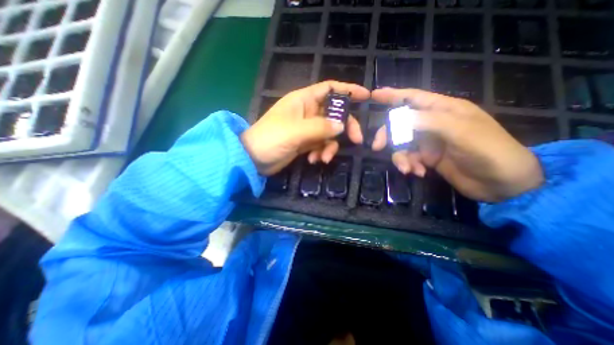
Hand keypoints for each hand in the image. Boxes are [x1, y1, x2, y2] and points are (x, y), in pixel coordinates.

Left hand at [241, 81, 368, 174]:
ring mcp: (307, 128)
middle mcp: (307, 112)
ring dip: (329, 146)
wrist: (254, 159)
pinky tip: (313, 160)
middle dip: (345, 127)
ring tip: (322, 158)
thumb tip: (341, 126)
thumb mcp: (296, 131)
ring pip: (329, 133)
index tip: (366, 97)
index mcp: (304, 100)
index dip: (348, 90)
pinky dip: (320, 152)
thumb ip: (320, 127)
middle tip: (356, 140)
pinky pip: (321, 145)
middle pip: (335, 114)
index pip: (330, 88)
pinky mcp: (305, 142)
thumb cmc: (271, 139)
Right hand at [372, 88, 543, 202]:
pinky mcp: (427, 158)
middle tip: (377, 147)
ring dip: (400, 157)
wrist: (502, 183)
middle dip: (388, 135)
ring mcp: (428, 142)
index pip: (412, 97)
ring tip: (408, 169)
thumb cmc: (488, 150)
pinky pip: (408, 158)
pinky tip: (418, 173)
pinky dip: (409, 166)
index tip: (374, 95)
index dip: (392, 95)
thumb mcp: (459, 131)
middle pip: (399, 124)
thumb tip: (396, 118)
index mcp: (443, 109)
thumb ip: (426, 121)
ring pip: (401, 144)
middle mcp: (432, 124)